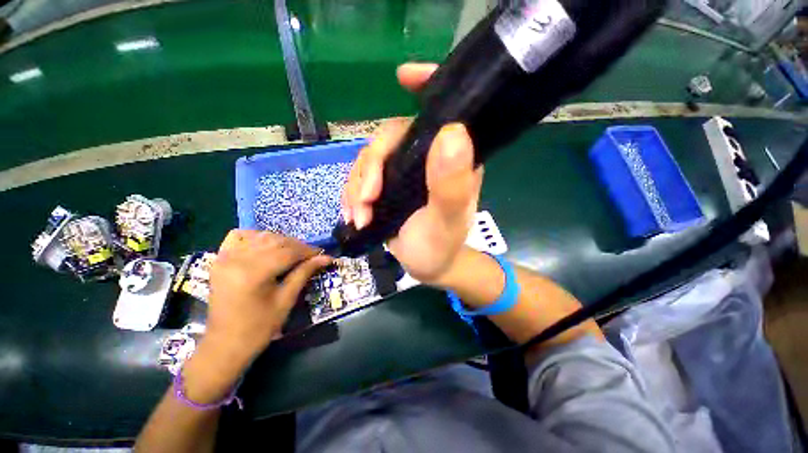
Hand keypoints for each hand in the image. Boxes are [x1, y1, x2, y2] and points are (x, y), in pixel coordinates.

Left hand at [203, 230, 330, 369]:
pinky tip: (266, 245)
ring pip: (261, 236)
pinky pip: (239, 236)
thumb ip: (304, 273)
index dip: (308, 251)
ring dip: (281, 240)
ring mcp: (225, 257)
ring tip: (293, 251)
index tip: (322, 253)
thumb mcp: (286, 300)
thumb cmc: (259, 327)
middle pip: (275, 241)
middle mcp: (237, 259)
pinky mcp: (219, 259)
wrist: (225, 344)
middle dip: (297, 246)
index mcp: (253, 273)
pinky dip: (256, 236)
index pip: (288, 252)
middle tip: (311, 254)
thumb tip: (326, 257)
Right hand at [341, 63, 483, 284]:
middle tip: (364, 202)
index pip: (442, 112)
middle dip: (370, 169)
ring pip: (369, 160)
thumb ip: (452, 183)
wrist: (429, 266)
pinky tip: (354, 216)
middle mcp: (427, 157)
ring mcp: (404, 170)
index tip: (403, 76)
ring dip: (356, 188)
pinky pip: (361, 179)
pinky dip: (352, 196)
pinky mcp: (387, 185)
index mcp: (451, 158)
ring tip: (358, 217)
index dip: (425, 86)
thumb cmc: (442, 245)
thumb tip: (451, 132)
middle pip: (389, 140)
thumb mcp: (448, 219)